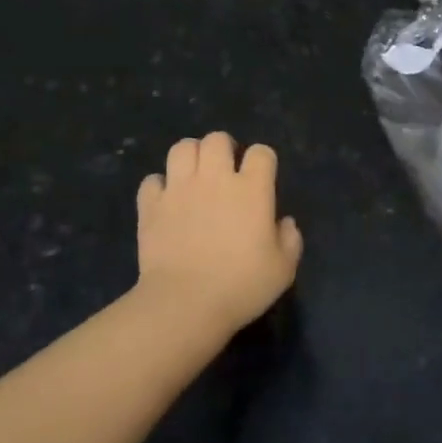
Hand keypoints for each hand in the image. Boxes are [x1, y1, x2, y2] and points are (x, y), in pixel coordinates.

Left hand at [136, 132, 303, 338]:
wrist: (185, 304)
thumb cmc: (241, 286)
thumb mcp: (283, 269)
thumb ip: (290, 240)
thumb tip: (284, 222)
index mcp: (251, 189)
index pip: (261, 152)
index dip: (263, 161)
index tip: (261, 178)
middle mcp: (215, 179)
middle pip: (217, 139)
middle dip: (223, 148)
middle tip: (225, 170)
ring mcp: (179, 189)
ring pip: (182, 148)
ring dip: (191, 157)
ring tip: (194, 175)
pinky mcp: (151, 205)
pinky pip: (152, 181)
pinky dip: (159, 187)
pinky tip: (166, 201)